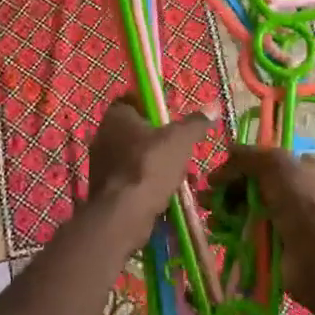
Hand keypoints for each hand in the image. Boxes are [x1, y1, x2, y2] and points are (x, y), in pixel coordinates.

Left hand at [86, 96, 216, 227]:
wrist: (123, 213)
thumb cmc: (150, 165)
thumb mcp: (180, 140)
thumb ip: (195, 123)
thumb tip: (213, 107)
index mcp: (116, 115)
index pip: (135, 101)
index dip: (155, 109)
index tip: (174, 121)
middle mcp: (103, 135)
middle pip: (138, 132)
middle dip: (162, 142)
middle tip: (182, 152)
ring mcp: (101, 163)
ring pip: (137, 158)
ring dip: (158, 166)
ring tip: (181, 178)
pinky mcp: (104, 188)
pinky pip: (131, 179)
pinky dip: (148, 184)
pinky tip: (166, 195)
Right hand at [207, 145, 314, 314]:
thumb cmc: (302, 204)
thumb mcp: (276, 165)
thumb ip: (250, 156)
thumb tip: (229, 149)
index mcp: (306, 169)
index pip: (267, 161)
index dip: (242, 164)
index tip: (219, 172)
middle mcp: (299, 193)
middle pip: (255, 184)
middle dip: (228, 188)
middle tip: (206, 194)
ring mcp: (288, 221)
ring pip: (249, 209)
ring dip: (225, 208)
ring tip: (208, 212)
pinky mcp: (276, 246)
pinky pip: (249, 232)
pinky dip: (231, 229)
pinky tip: (217, 228)